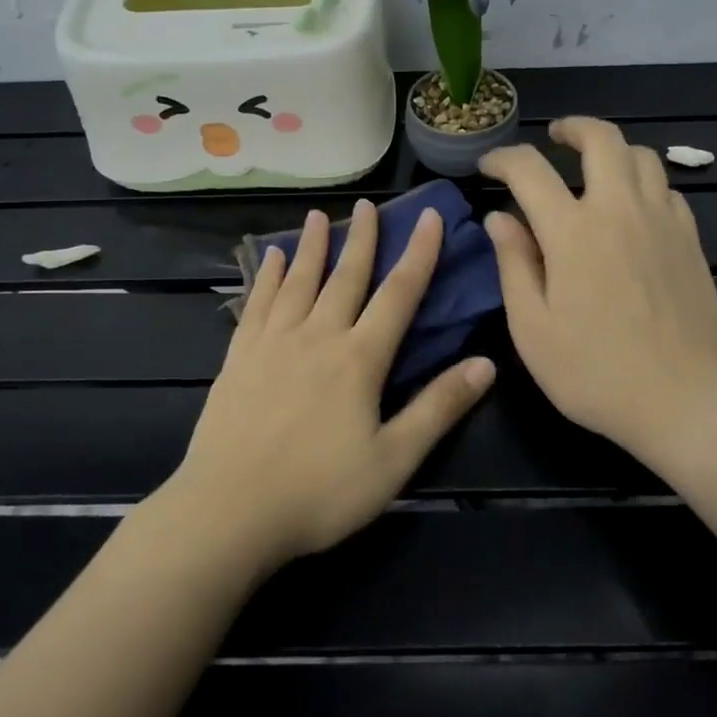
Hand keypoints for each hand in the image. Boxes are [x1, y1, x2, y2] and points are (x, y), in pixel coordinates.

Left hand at [165, 200, 495, 569]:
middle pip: (345, 277)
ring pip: (298, 282)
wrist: (230, 511)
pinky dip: (268, 277)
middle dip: (363, 239)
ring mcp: (272, 344)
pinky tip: (271, 259)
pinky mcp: (238, 358)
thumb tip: (487, 364)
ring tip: (318, 216)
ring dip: (311, 246)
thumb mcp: (393, 460)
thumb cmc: (319, 492)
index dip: (419, 254)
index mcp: (359, 359)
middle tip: (368, 205)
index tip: (429, 218)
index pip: (398, 295)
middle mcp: (317, 337)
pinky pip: (257, 305)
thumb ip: (438, 408)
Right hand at [479, 117, 716, 464]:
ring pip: (642, 156)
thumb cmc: (595, 372)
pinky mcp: (691, 241)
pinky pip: (668, 189)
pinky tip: (632, 209)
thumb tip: (499, 218)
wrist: (686, 401)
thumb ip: (514, 265)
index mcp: (572, 231)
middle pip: (601, 139)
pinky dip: (643, 183)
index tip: (489, 166)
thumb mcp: (532, 329)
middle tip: (554, 138)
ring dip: (613, 151)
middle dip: (572, 128)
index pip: (530, 169)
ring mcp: (662, 222)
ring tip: (594, 169)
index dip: (504, 158)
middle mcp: (620, 211)